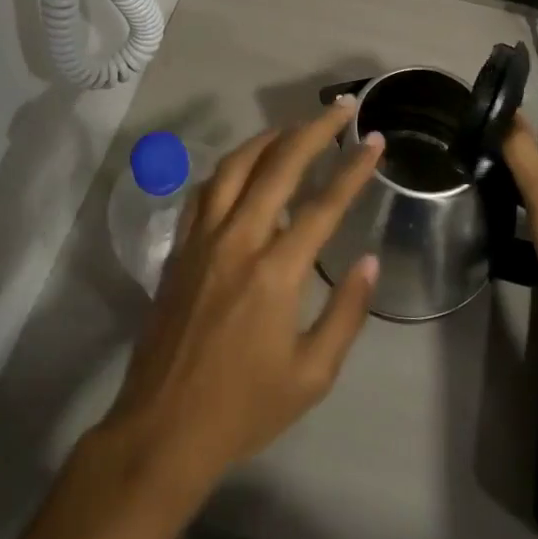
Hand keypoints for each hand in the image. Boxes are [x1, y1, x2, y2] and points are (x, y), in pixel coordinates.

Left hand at [96, 97, 384, 496]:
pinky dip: (230, 167)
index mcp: (275, 273)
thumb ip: (346, 314)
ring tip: (295, 127)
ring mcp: (202, 238)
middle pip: (279, 165)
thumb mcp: (311, 376)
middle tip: (340, 108)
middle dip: (314, 129)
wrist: (162, 430)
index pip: (324, 204)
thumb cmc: (243, 409)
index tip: (375, 138)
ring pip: (236, 166)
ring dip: (269, 138)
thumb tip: (369, 260)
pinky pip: (206, 190)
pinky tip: (245, 165)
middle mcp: (238, 240)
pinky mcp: (179, 246)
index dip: (354, 167)